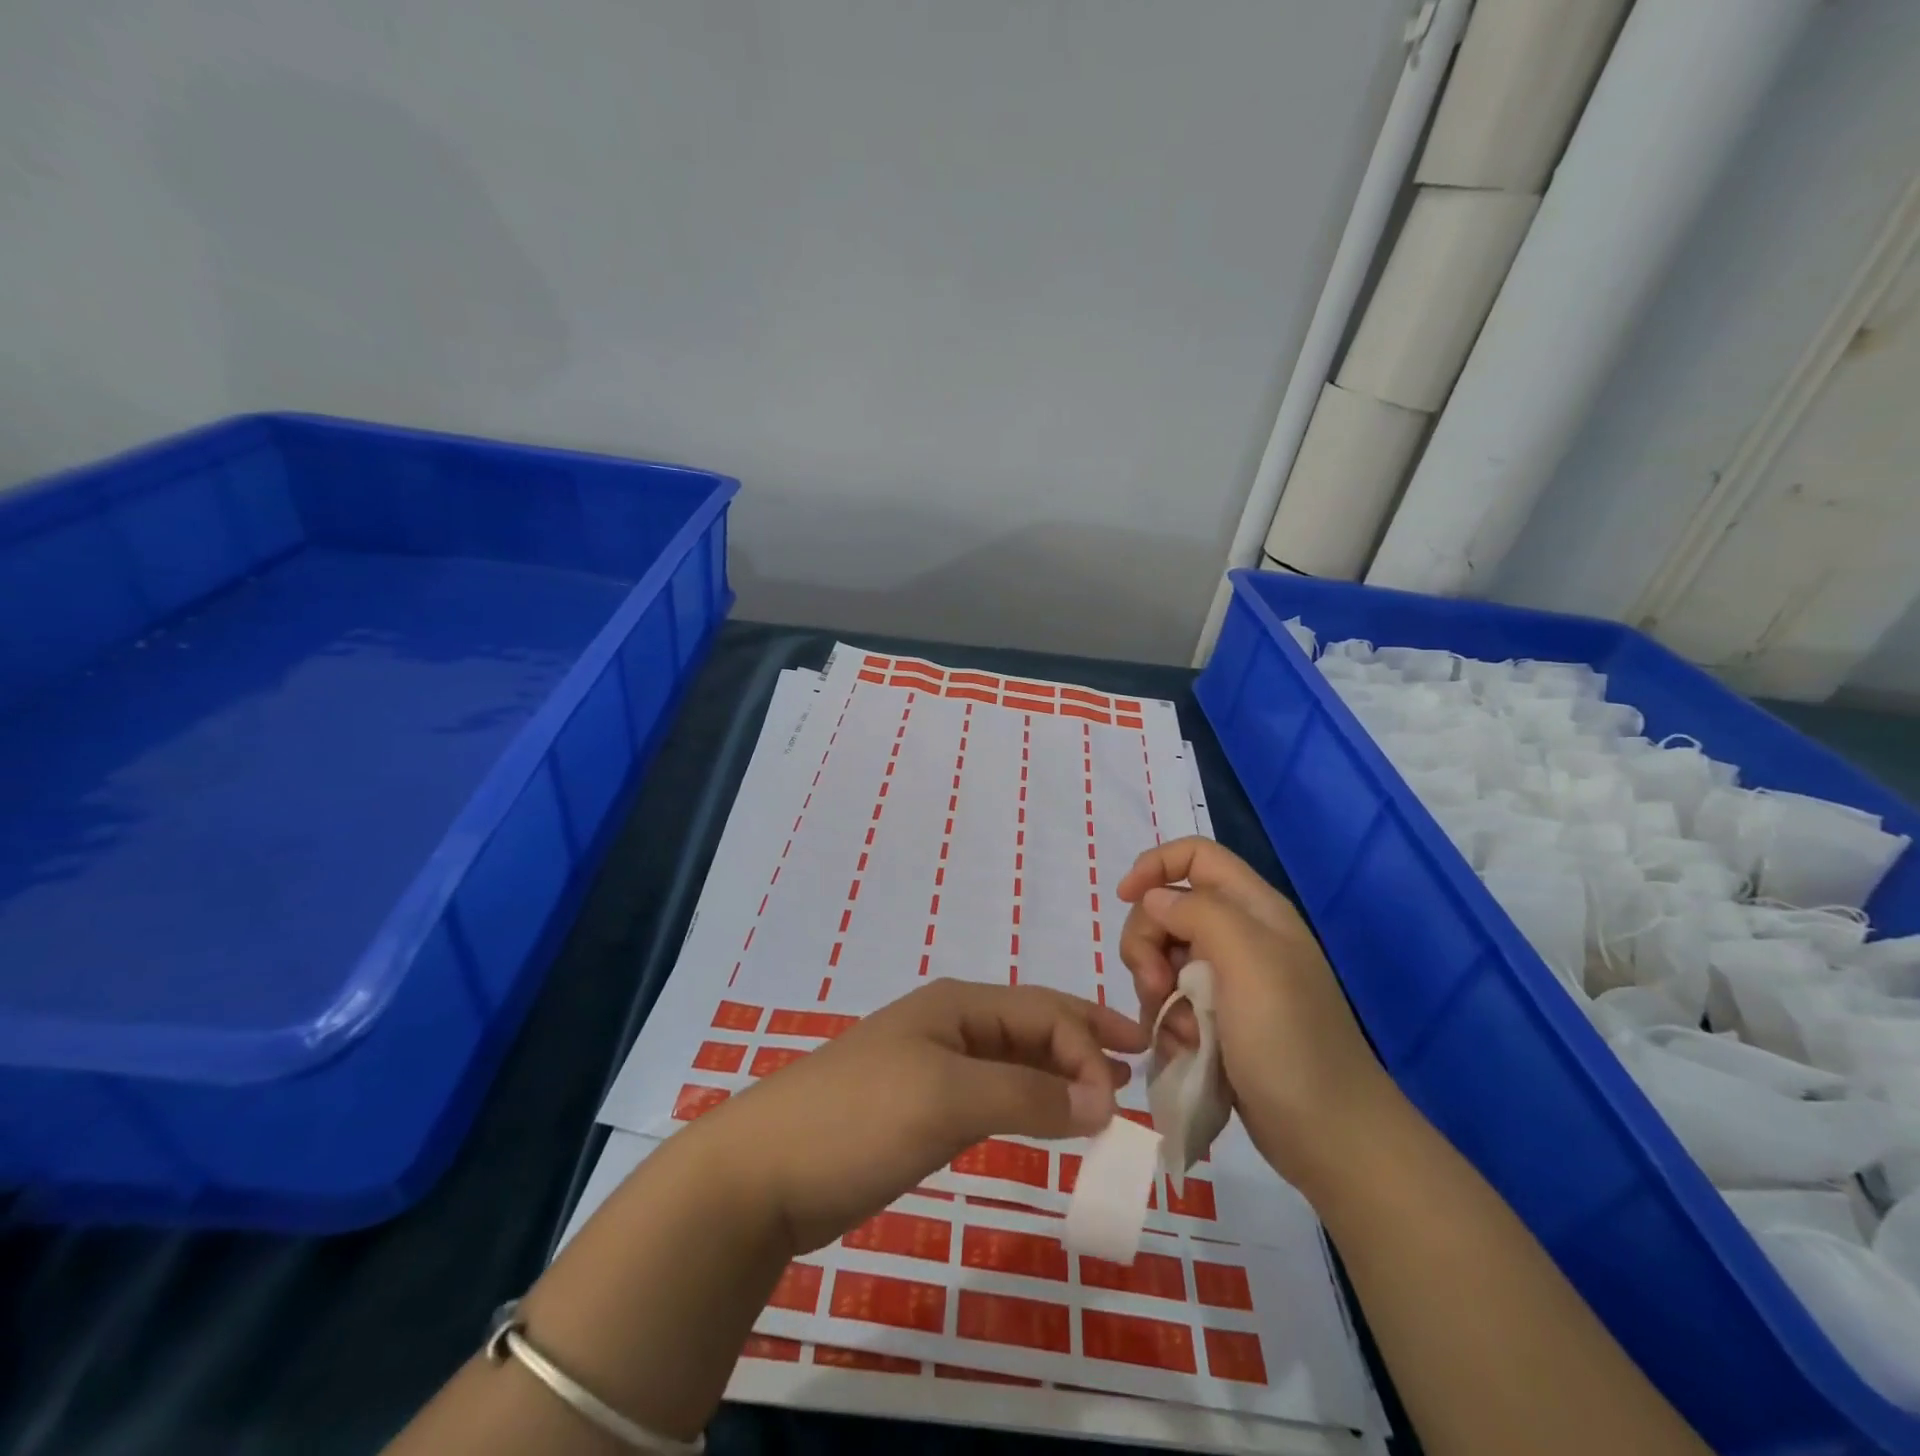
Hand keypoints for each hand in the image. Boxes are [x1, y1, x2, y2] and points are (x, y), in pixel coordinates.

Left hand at [700, 979, 1146, 1253]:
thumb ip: (1027, 1094)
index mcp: (957, 1005)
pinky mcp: (921, 1109)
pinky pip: (992, 1096)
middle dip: (1084, 1045)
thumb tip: (1102, 1099)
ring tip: (1104, 1101)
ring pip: (1015, 1062)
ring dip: (1060, 1076)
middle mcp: (950, 1026)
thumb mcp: (948, 1098)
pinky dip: (1028, 1104)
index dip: (1088, 1040)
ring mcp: (934, 1068)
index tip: (1123, 1092)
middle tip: (1136, 1073)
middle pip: (1032, 1027)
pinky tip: (1048, 1121)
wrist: (764, 1173)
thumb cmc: (859, 1118)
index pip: (1042, 1010)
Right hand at [1117, 837, 1398, 1195]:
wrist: (1330, 1135)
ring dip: (1155, 989)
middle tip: (1156, 985)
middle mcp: (1240, 936)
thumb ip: (1197, 913)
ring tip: (1180, 1030)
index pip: (1195, 855)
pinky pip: (1172, 1000)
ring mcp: (1230, 980)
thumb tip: (1153, 900)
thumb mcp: (1248, 960)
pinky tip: (1185, 1047)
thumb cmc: (1290, 1041)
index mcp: (1254, 909)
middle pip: (1167, 909)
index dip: (1154, 865)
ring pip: (1163, 957)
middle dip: (1148, 943)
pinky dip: (1168, 1020)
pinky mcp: (1219, 1019)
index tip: (1124, 899)